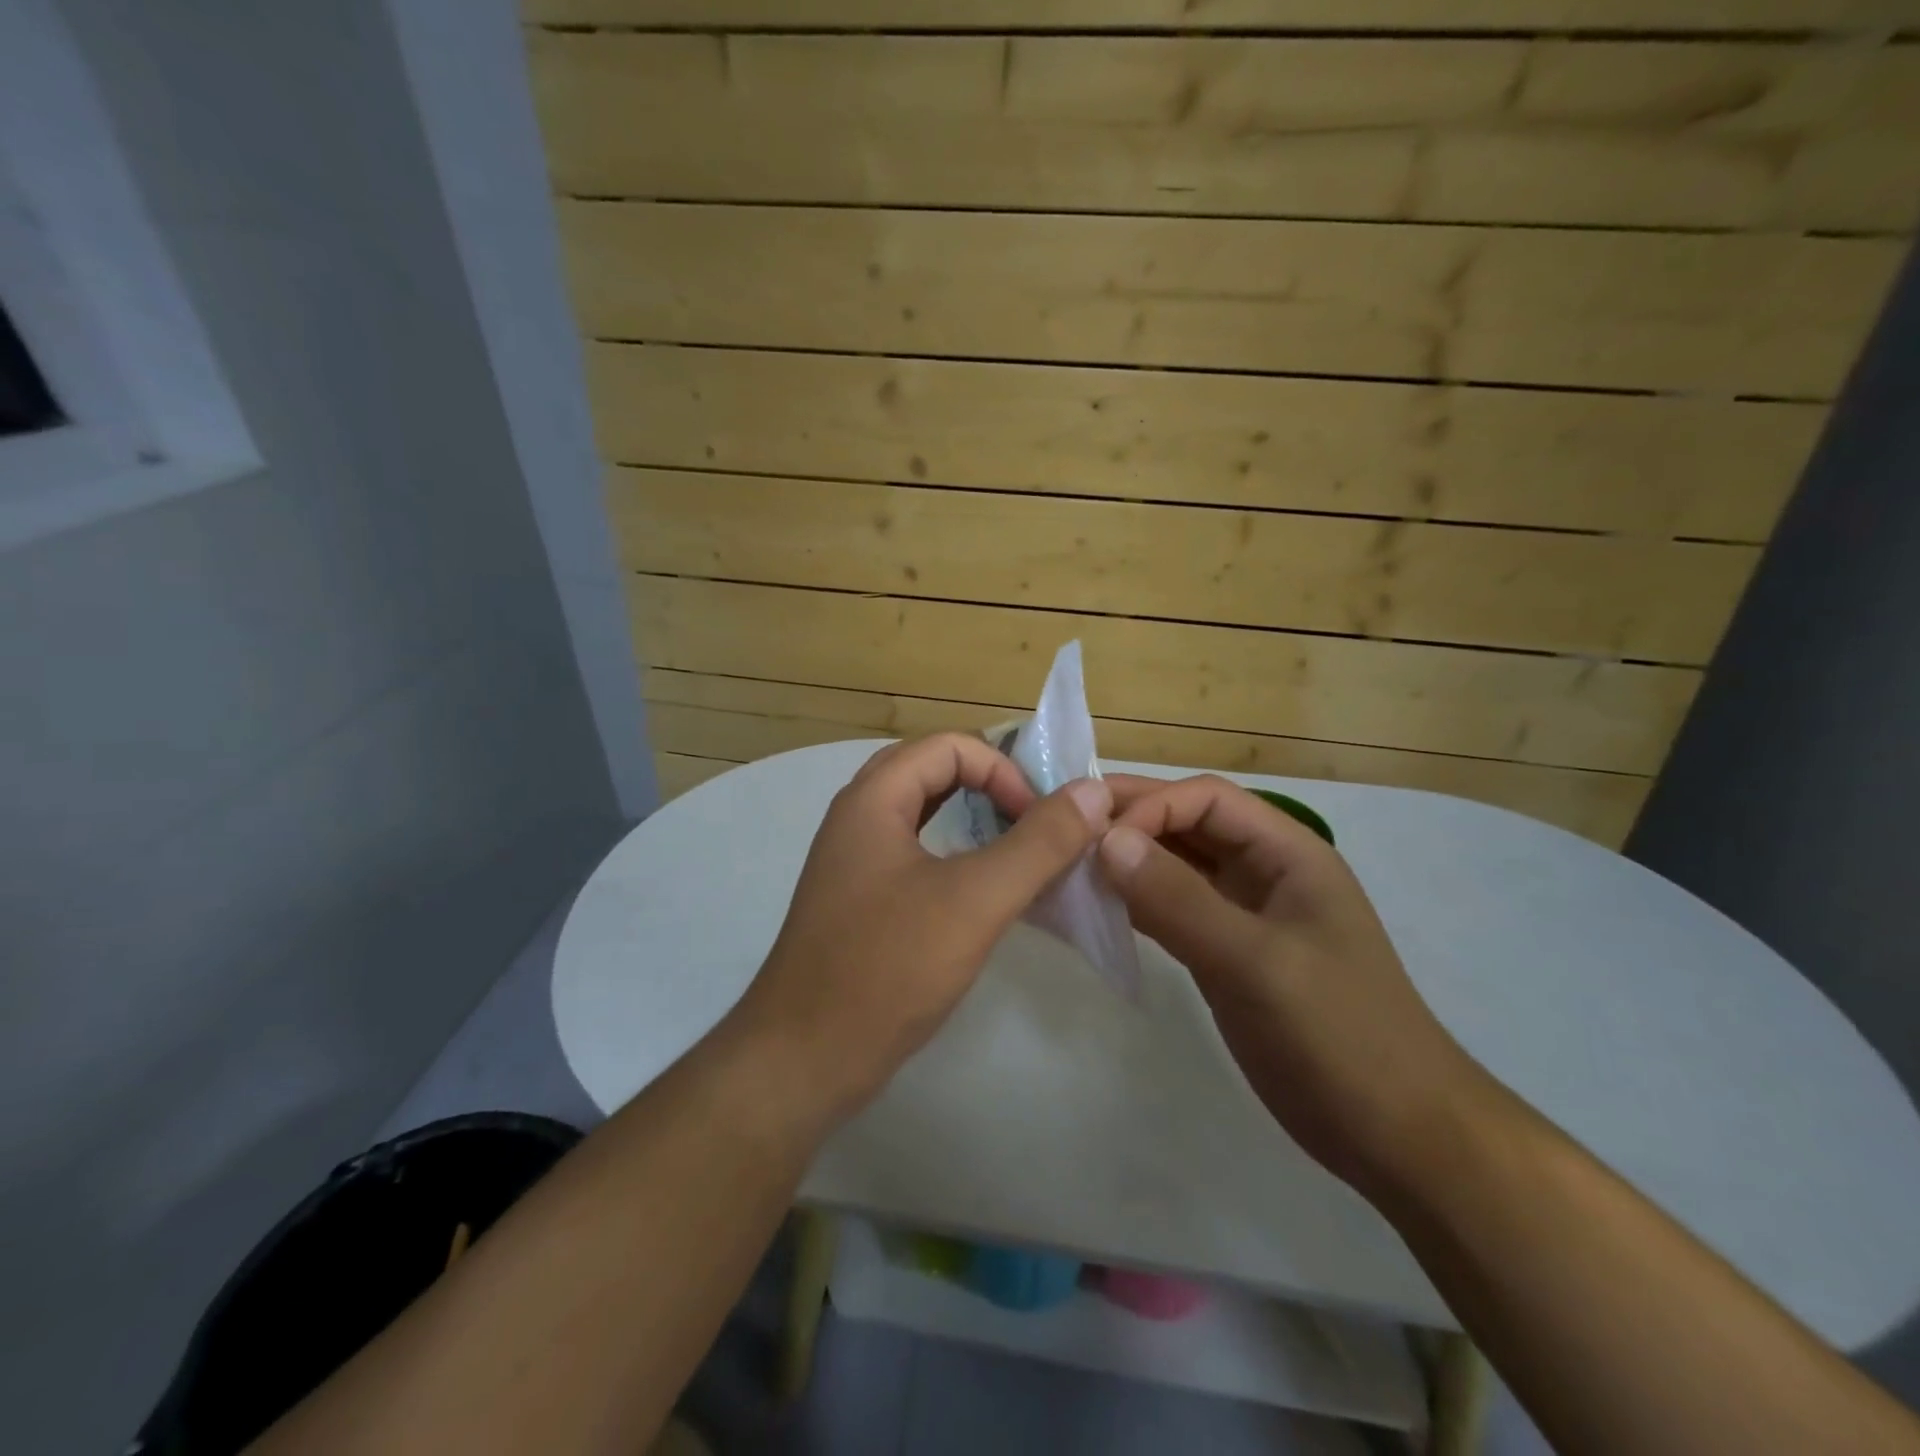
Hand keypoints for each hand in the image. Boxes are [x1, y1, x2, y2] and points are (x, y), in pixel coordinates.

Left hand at [731, 734, 1110, 1121]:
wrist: (804, 1059)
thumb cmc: (888, 968)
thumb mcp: (975, 900)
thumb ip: (1038, 843)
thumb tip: (1092, 792)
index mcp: (872, 800)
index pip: (948, 746)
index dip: (1003, 770)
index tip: (1040, 819)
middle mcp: (857, 818)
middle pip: (931, 771)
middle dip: (989, 786)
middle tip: (1033, 821)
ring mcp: (854, 862)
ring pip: (922, 814)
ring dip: (972, 818)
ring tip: (1018, 849)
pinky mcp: (860, 901)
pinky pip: (914, 854)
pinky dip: (954, 854)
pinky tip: (982, 890)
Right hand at [1097, 774, 1492, 1197]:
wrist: (1395, 1134)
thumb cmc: (1340, 1035)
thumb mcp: (1256, 962)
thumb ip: (1179, 899)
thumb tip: (1105, 839)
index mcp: (1286, 852)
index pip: (1207, 798)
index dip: (1151, 805)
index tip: (1096, 837)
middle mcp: (1262, 871)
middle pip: (1187, 825)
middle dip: (1129, 822)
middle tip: (1061, 827)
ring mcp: (1242, 914)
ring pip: (1174, 867)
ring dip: (1126, 862)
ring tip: (1067, 865)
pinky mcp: (1224, 954)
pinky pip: (1171, 910)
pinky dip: (1134, 903)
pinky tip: (1095, 908)